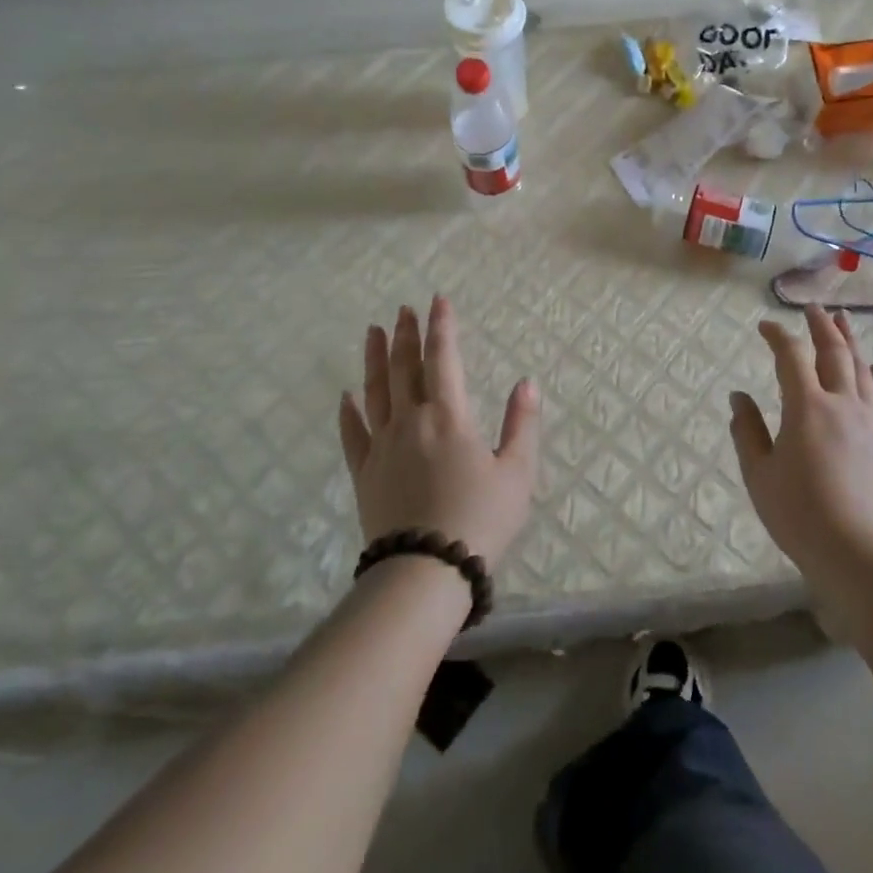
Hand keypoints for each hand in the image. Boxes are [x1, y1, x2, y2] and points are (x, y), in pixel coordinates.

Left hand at [338, 296, 540, 566]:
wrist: (425, 572)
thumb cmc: (479, 519)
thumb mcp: (517, 472)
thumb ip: (521, 423)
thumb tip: (526, 382)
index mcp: (449, 416)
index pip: (443, 358)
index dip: (441, 327)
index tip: (437, 300)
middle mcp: (411, 421)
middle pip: (405, 368)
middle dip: (405, 335)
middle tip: (403, 309)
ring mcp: (382, 446)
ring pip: (376, 391)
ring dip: (375, 359)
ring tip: (373, 331)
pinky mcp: (364, 474)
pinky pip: (353, 435)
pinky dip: (349, 412)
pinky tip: (346, 396)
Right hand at [729, 306, 872, 585]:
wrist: (861, 555)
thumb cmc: (801, 515)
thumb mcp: (760, 475)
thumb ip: (747, 431)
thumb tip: (738, 396)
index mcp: (806, 407)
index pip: (790, 356)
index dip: (777, 336)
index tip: (764, 326)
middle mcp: (841, 403)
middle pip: (833, 352)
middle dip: (821, 325)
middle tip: (813, 307)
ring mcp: (868, 421)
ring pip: (861, 368)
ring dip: (850, 340)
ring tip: (843, 320)